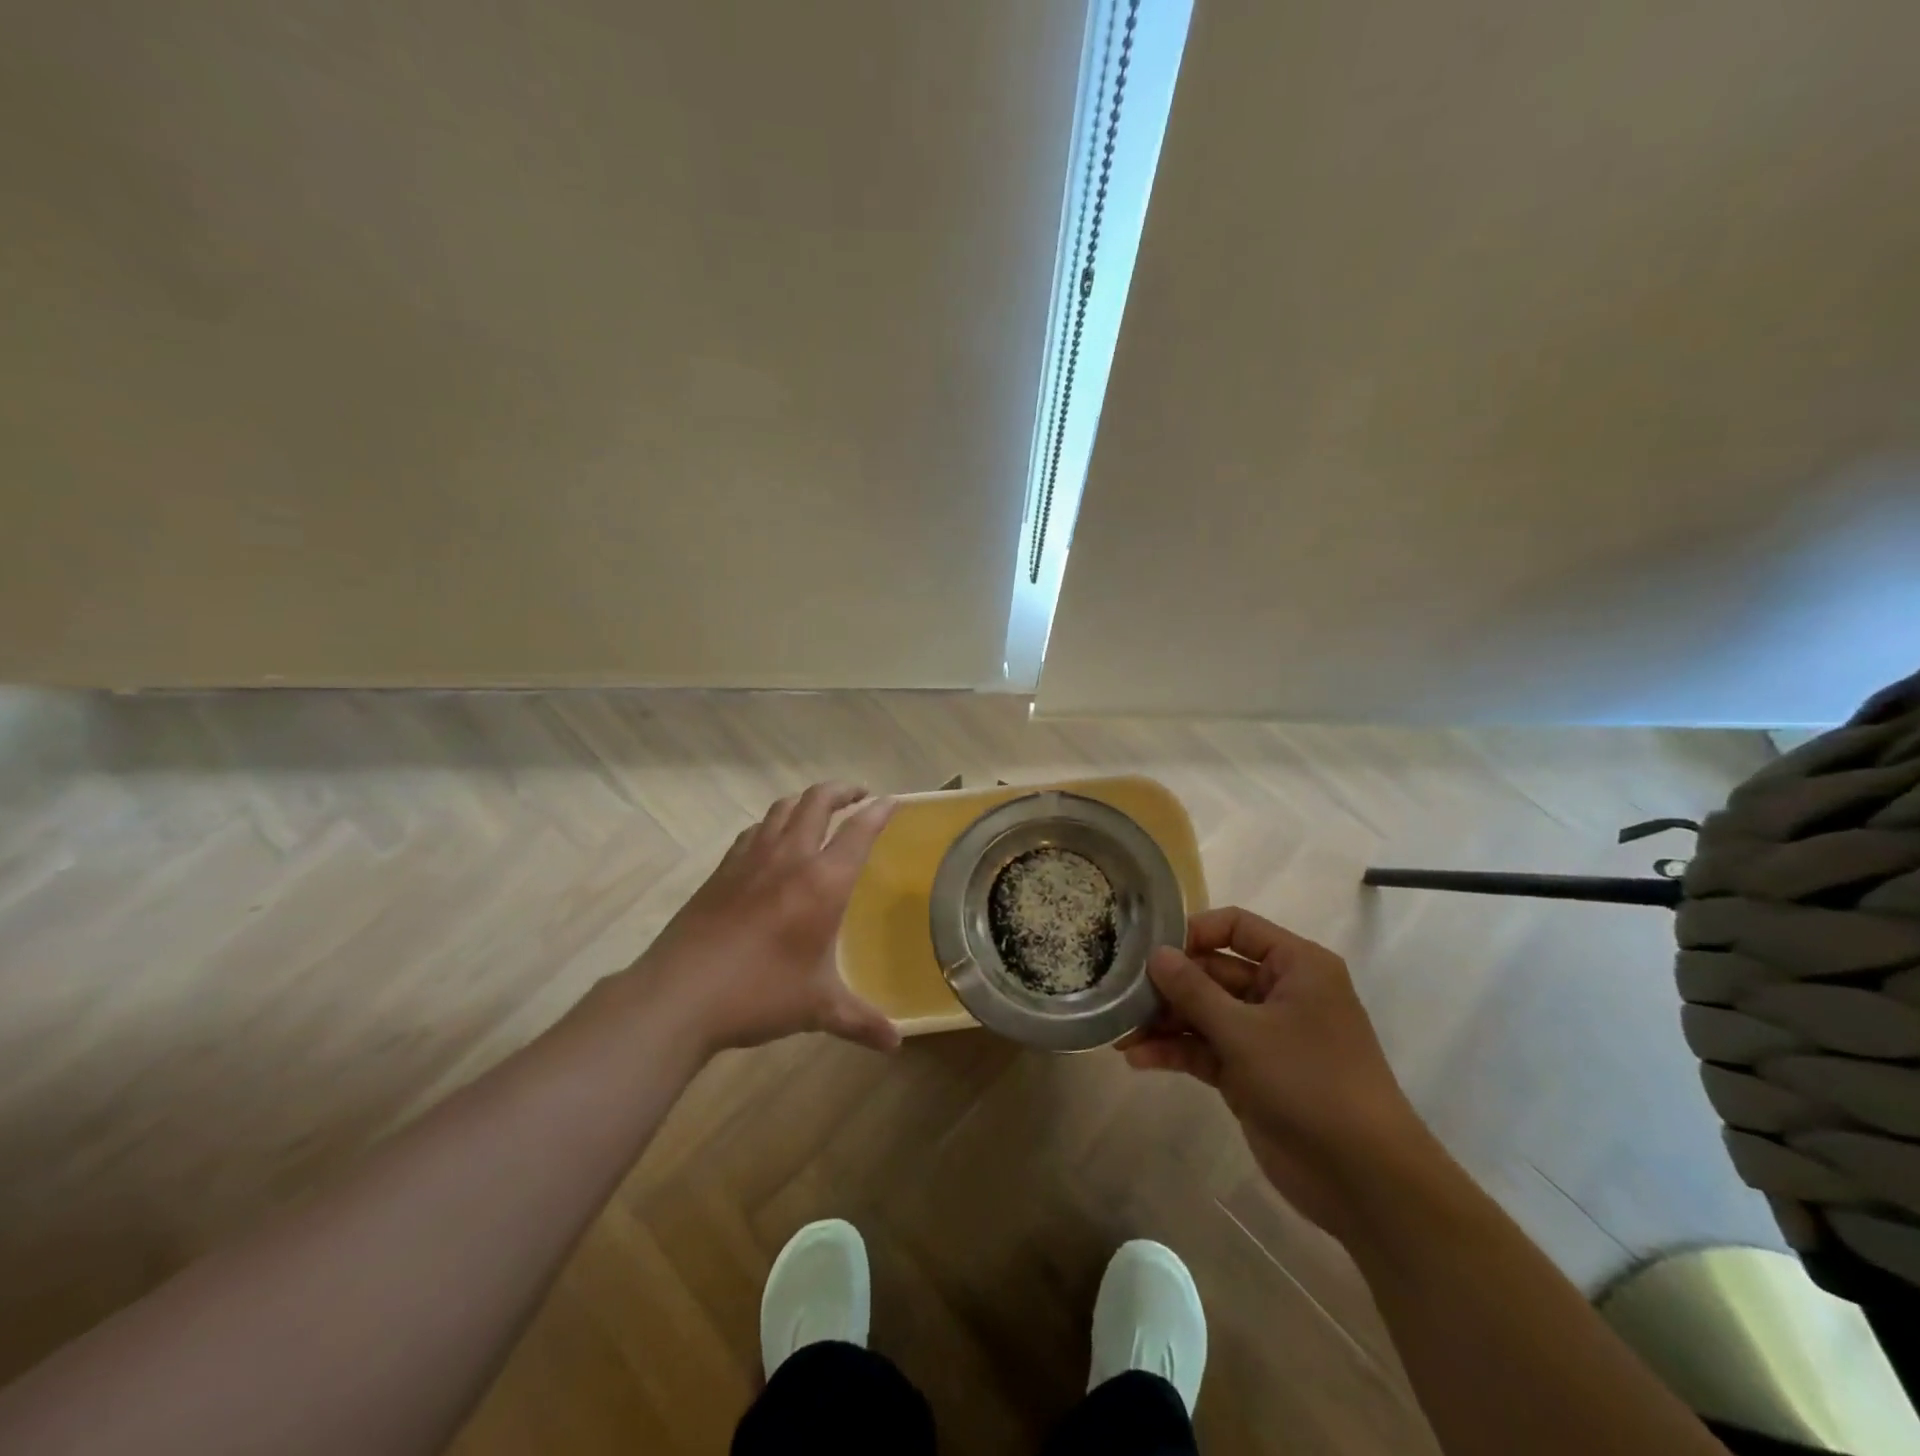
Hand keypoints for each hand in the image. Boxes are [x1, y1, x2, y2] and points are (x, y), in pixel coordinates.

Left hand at [628, 783, 900, 1055]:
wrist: (680, 994)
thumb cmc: (759, 994)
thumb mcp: (818, 1008)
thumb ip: (860, 1021)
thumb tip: (895, 1044)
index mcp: (823, 883)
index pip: (858, 831)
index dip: (878, 812)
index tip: (891, 801)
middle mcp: (790, 858)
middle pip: (817, 802)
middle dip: (842, 790)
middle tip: (859, 795)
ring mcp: (750, 859)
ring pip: (782, 808)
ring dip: (806, 801)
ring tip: (818, 810)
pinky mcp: (721, 870)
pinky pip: (754, 830)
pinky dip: (772, 824)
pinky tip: (771, 841)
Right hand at [1122, 907, 1438, 1236]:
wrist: (1364, 1180)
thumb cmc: (1310, 1083)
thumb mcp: (1244, 1032)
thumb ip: (1194, 990)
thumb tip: (1156, 954)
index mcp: (1295, 966)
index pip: (1235, 927)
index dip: (1192, 932)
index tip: (1150, 950)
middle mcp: (1280, 992)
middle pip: (1213, 972)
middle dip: (1168, 986)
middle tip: (1122, 995)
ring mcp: (1265, 1035)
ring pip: (1205, 1013)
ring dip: (1165, 1022)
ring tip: (1121, 1034)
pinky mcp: (1252, 1073)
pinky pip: (1207, 1049)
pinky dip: (1177, 1052)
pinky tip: (1138, 1059)